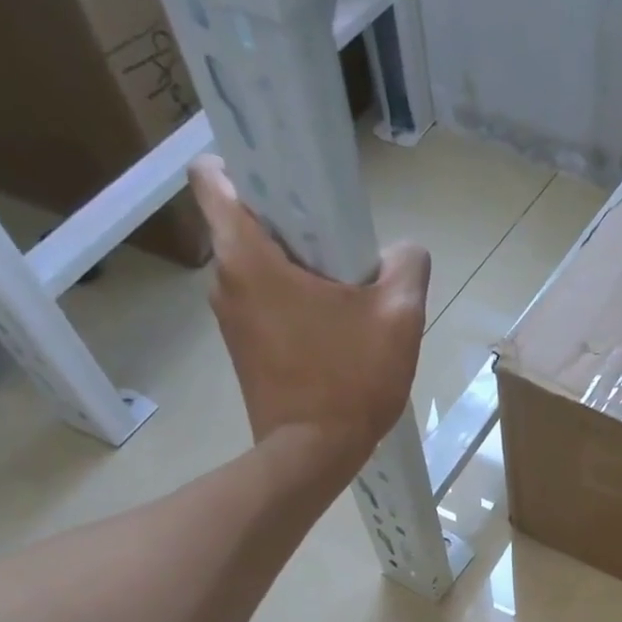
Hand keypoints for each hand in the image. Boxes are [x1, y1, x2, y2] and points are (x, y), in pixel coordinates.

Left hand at [189, 156, 430, 460]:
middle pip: (245, 223)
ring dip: (294, 270)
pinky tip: (333, 332)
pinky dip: (292, 305)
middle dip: (290, 224)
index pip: (213, 177)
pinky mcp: (243, 351)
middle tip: (341, 249)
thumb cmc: (350, 381)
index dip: (248, 165)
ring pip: (257, 269)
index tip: (293, 185)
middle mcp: (224, 280)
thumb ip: (408, 268)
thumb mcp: (399, 319)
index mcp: (247, 256)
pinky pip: (264, 306)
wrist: (313, 456)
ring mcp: (230, 320)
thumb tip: (404, 250)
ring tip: (344, 297)